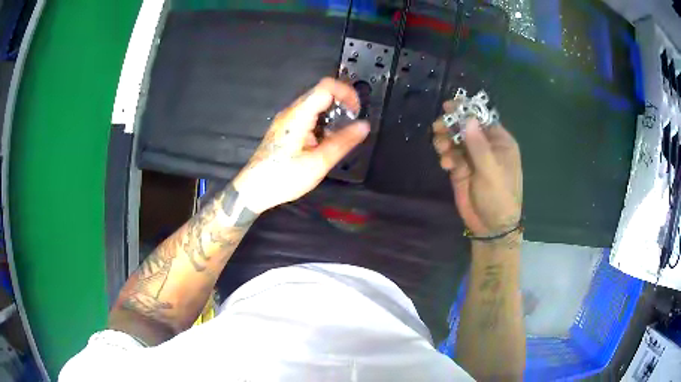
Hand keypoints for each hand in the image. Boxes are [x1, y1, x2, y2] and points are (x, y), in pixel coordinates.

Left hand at [233, 78, 369, 213]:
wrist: (254, 189)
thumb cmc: (282, 178)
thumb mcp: (318, 163)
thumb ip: (343, 142)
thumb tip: (363, 126)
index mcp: (298, 116)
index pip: (326, 87)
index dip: (346, 93)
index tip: (357, 110)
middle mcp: (291, 112)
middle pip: (322, 94)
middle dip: (341, 105)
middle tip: (351, 124)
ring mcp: (287, 119)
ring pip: (315, 105)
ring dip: (332, 116)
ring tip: (337, 138)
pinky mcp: (285, 128)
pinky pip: (308, 116)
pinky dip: (322, 123)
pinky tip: (323, 143)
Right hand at [432, 99, 522, 236]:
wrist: (490, 226)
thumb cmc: (499, 197)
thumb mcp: (491, 171)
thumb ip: (479, 145)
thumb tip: (468, 119)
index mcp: (500, 142)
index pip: (482, 119)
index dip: (466, 111)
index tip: (448, 106)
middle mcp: (486, 146)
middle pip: (465, 127)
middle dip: (451, 125)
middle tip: (438, 127)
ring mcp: (472, 158)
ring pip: (455, 140)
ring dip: (446, 140)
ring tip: (441, 147)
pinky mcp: (461, 169)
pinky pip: (450, 154)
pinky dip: (446, 156)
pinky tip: (446, 164)